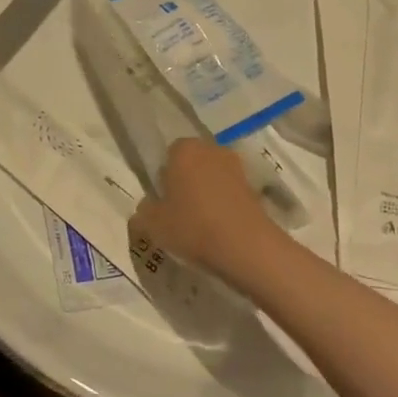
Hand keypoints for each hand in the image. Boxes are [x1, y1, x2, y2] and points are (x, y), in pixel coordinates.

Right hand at [130, 138, 277, 284]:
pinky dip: (224, 206)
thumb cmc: (193, 227)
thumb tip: (144, 209)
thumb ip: (143, 212)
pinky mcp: (254, 187)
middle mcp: (210, 149)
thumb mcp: (153, 225)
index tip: (163, 202)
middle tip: (179, 213)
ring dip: (207, 194)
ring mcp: (236, 167)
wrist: (247, 248)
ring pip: (212, 178)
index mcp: (183, 149)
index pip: (167, 156)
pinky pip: (230, 193)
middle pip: (191, 164)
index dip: (164, 179)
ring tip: (201, 225)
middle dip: (186, 183)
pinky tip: (220, 230)